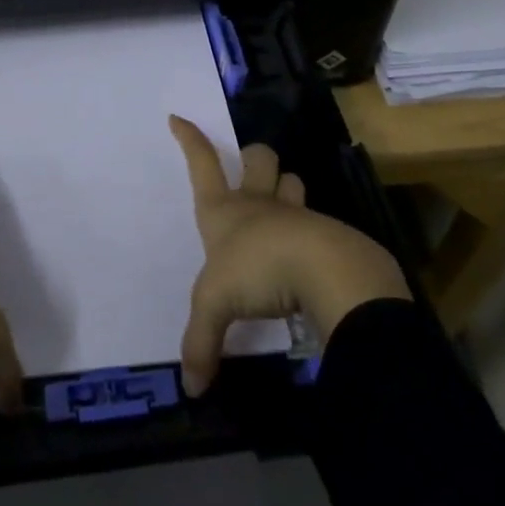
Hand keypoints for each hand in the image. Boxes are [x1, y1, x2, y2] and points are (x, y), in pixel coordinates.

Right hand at [170, 114, 409, 396]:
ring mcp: (294, 214)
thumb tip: (191, 388)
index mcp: (224, 211)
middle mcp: (257, 204)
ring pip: (291, 181)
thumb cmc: (258, 271)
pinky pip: (317, 220)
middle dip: (253, 155)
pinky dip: (312, 230)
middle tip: (250, 167)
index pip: (201, 164)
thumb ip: (201, 344)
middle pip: (256, 158)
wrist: (325, 271)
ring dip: (287, 186)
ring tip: (284, 205)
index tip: (179, 117)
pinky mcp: (326, 232)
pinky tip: (309, 255)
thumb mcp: (216, 306)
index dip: (190, 140)